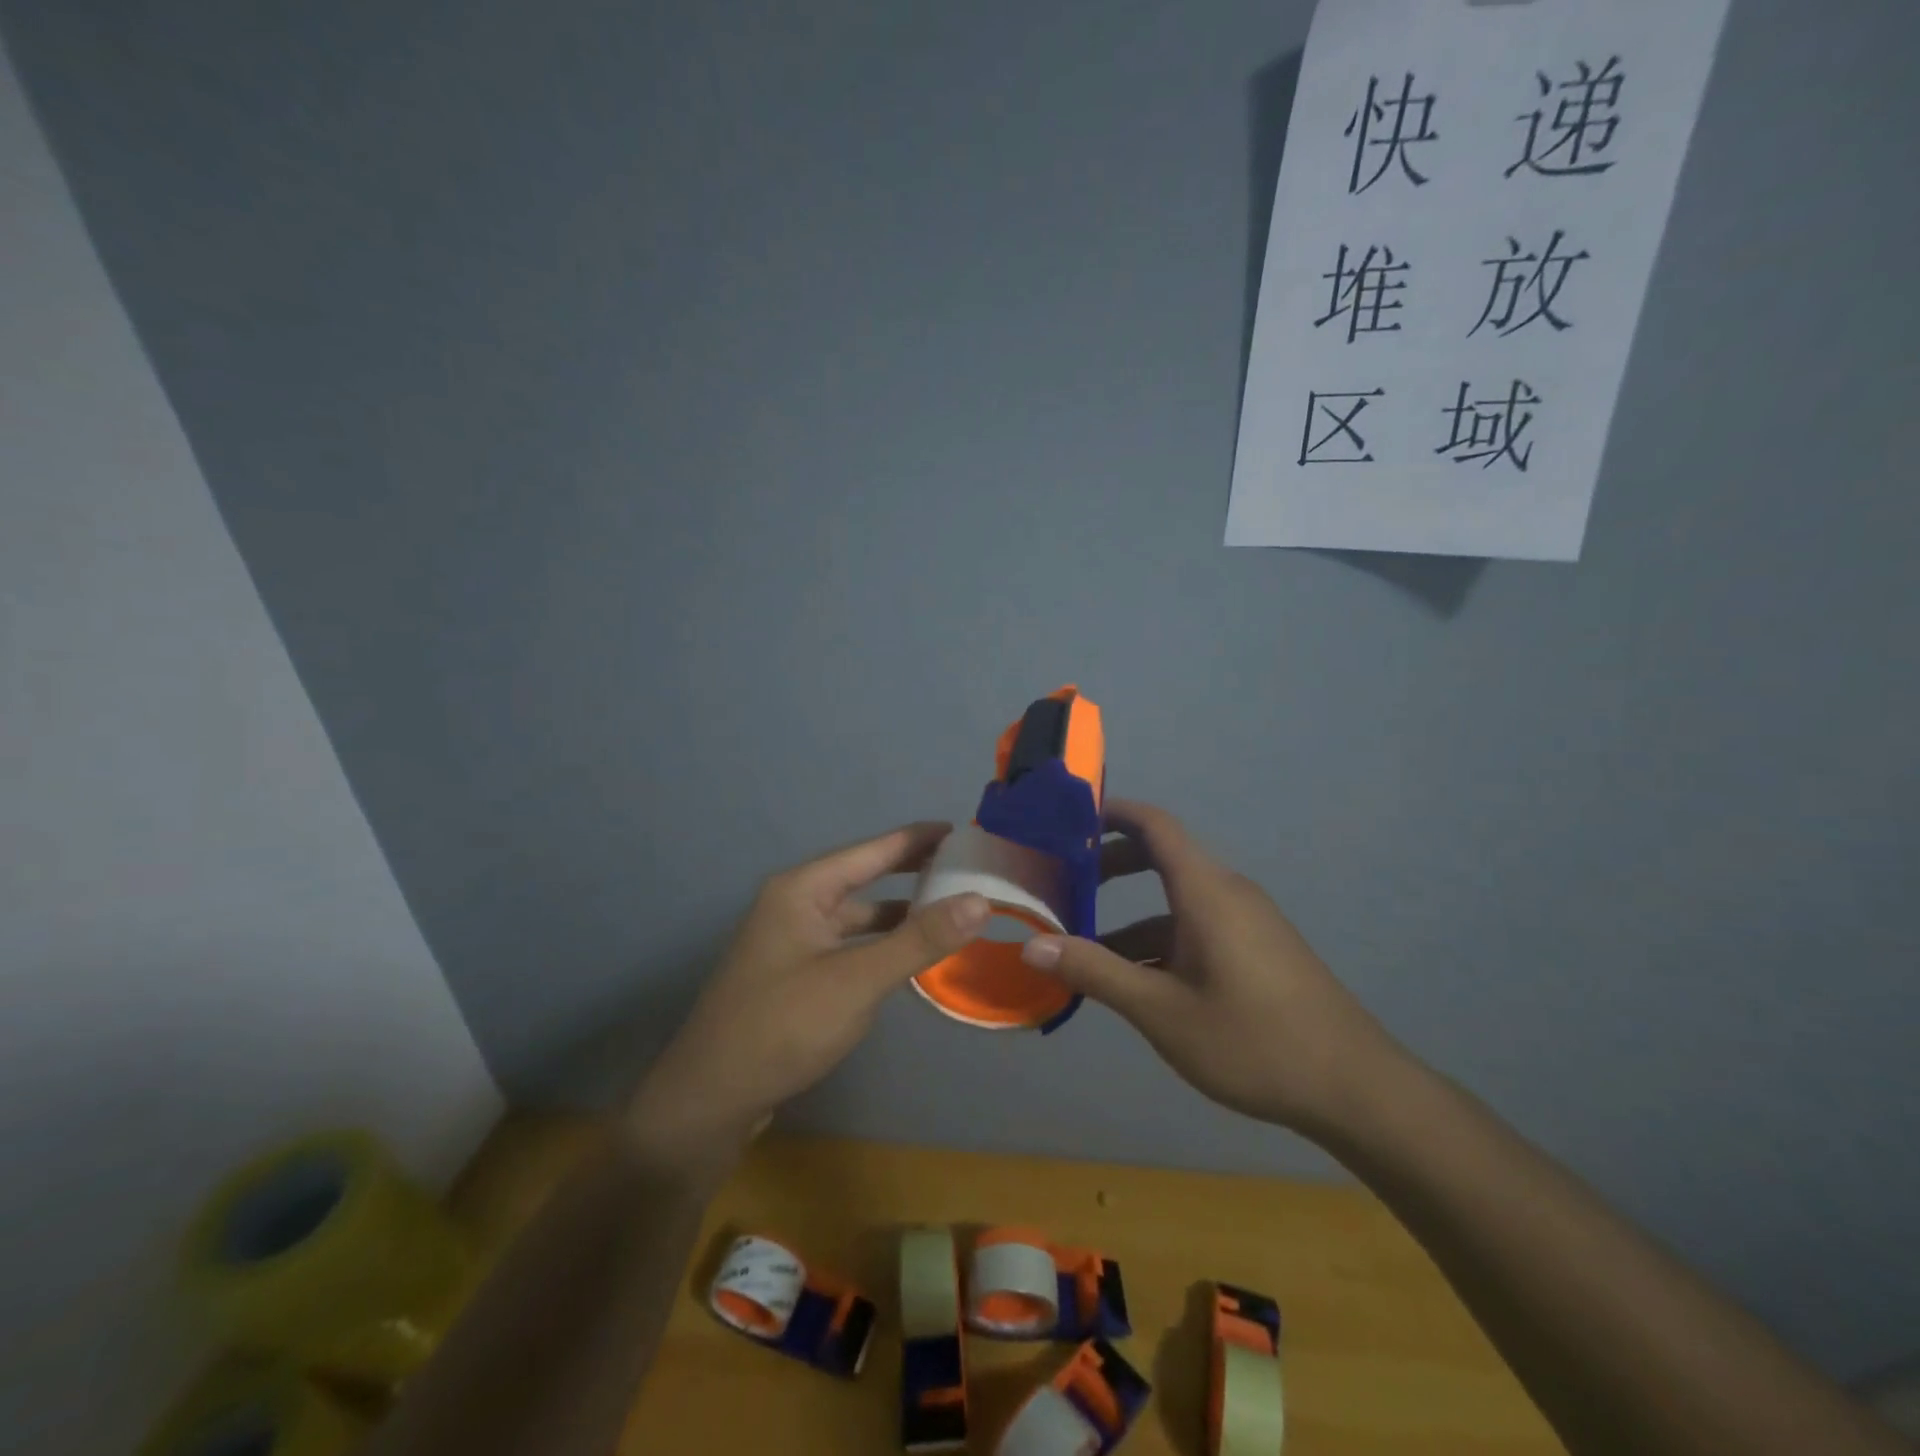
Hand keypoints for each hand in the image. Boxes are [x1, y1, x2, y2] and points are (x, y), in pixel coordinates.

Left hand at [625, 822, 988, 1172]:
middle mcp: (795, 904)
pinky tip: (908, 954)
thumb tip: (980, 900)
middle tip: (964, 867)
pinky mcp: (795, 973)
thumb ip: (919, 939)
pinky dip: (880, 942)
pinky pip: (848, 943)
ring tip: (948, 907)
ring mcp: (792, 940)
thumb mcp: (858, 981)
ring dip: (898, 910)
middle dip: (911, 871)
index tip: (962, 830)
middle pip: (863, 876)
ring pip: (856, 913)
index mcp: (803, 889)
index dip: (917, 839)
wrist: (709, 1099)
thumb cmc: (783, 1026)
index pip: (872, 850)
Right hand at [1021, 799, 1398, 1136]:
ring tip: (1085, 952)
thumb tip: (1033, 945)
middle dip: (1111, 867)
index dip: (1112, 813)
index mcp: (1206, 891)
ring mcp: (1247, 923)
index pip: (1155, 824)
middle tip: (1064, 887)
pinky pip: (1197, 929)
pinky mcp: (1258, 951)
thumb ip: (1096, 972)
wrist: (1355, 1089)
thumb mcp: (1162, 1011)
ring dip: (1131, 919)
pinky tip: (1136, 986)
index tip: (1067, 821)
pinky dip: (1160, 943)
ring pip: (1176, 903)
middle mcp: (1227, 893)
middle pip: (1162, 858)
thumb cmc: (1253, 1040)